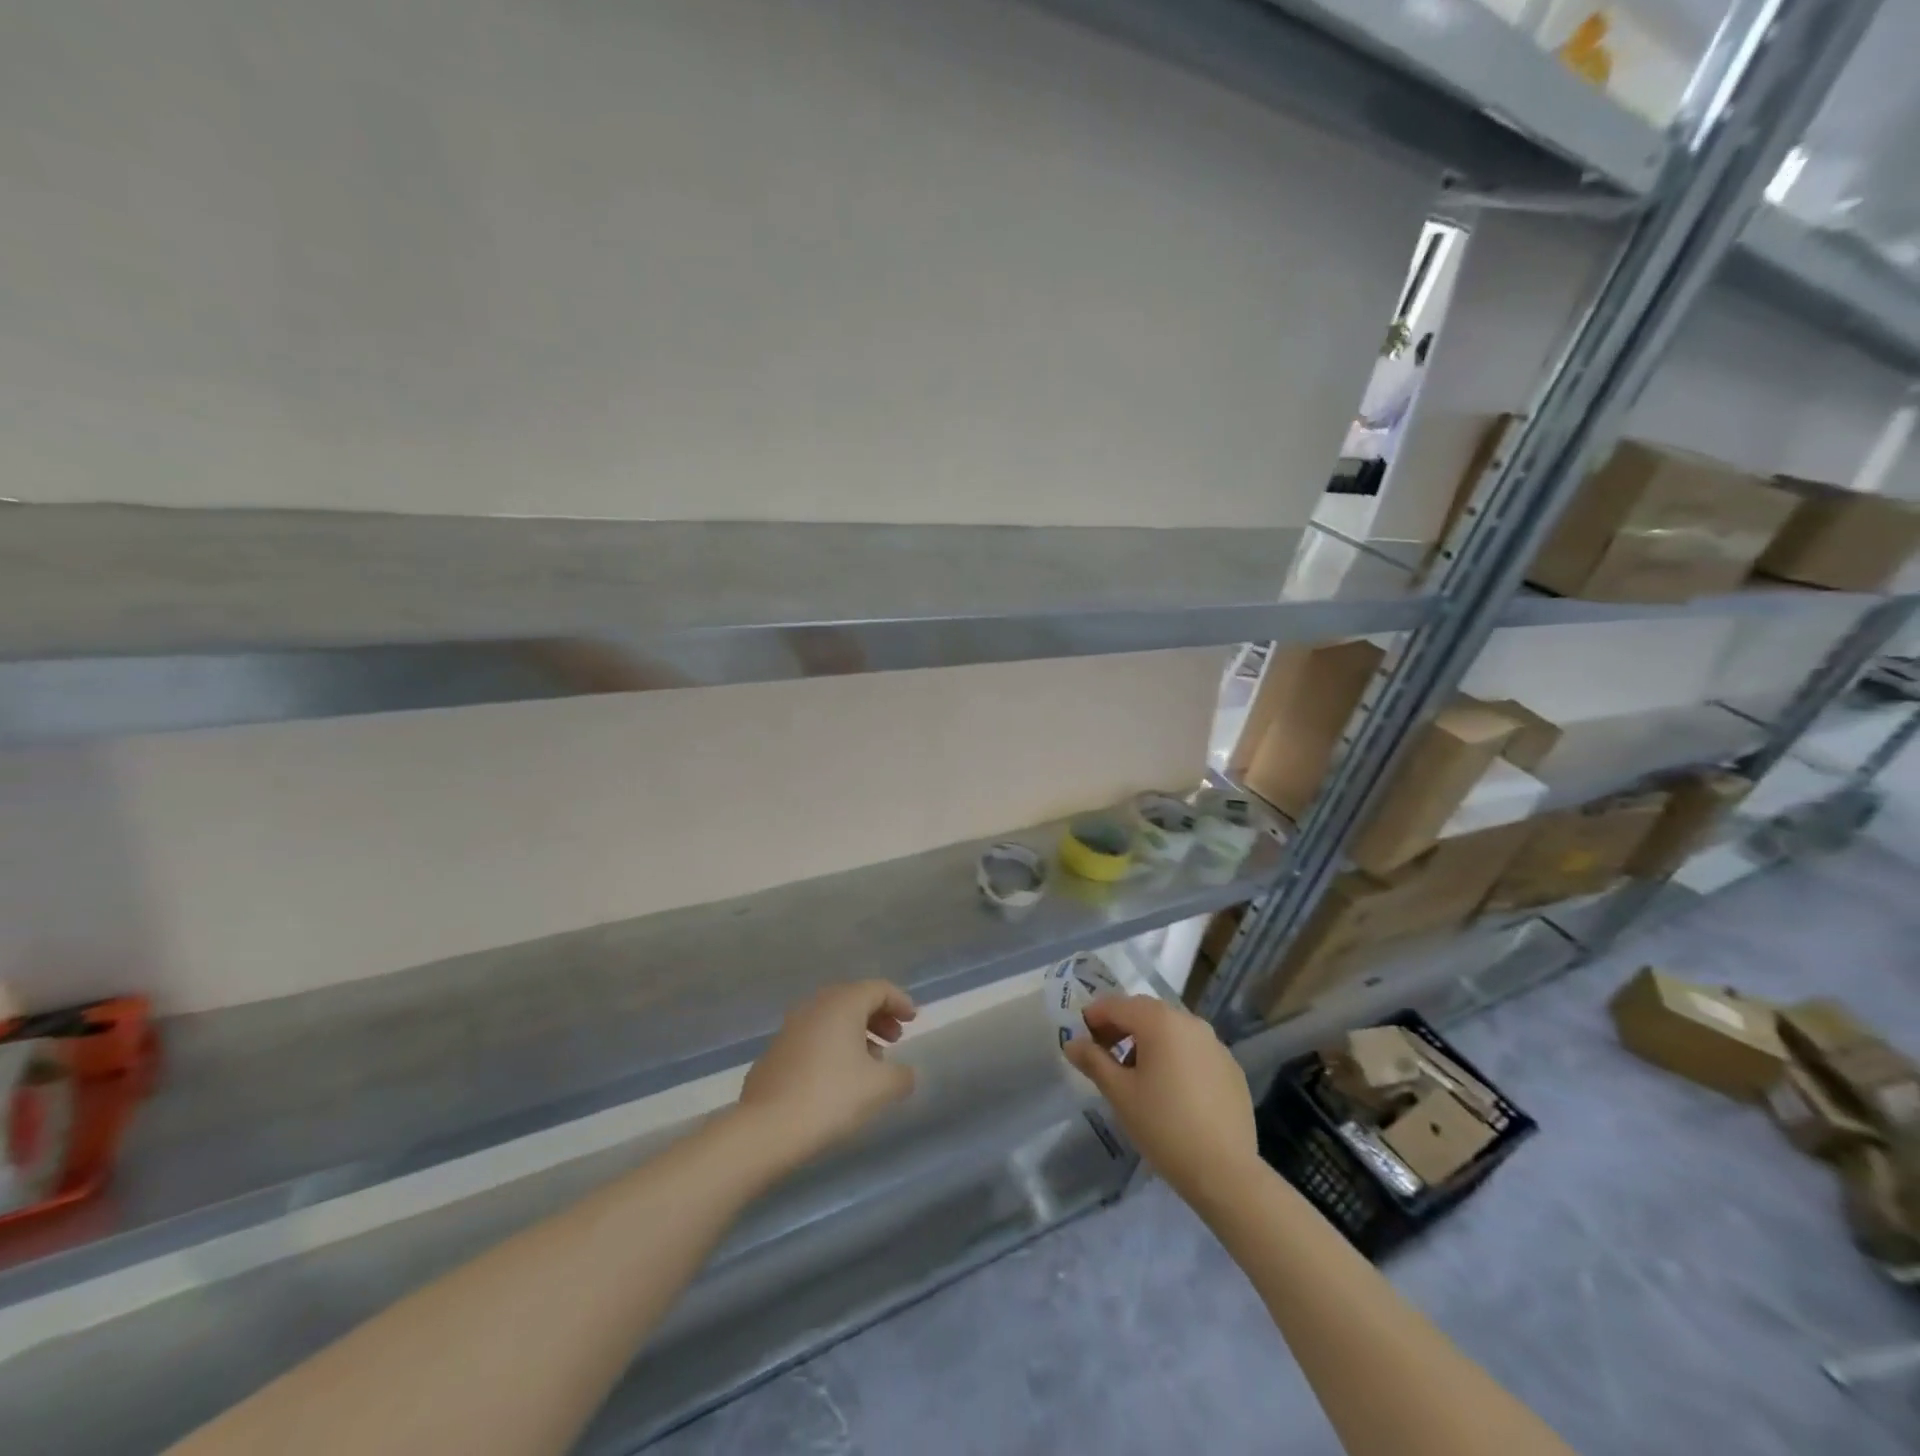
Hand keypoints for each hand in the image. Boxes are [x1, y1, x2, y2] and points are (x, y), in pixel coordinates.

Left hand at [738, 980, 917, 1164]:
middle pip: (853, 999)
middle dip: (877, 1016)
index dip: (900, 1001)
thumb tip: (905, 1073)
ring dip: (855, 1033)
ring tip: (870, 1063)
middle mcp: (815, 1006)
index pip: (878, 989)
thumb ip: (901, 1076)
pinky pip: (812, 1037)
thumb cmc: (832, 1096)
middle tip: (894, 1039)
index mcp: (842, 1003)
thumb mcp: (880, 1088)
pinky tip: (838, 1078)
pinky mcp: (775, 1052)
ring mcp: (790, 1027)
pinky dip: (832, 1046)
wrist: (768, 1128)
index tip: (913, 1020)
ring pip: (831, 1019)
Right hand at [1063, 996, 1258, 1202]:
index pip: (1116, 1005)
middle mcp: (1190, 1021)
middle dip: (1121, 1027)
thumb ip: (1093, 1061)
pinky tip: (1171, 1090)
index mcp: (1160, 1021)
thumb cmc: (1163, 1126)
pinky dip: (1175, 1057)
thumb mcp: (1119, 1093)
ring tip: (1136, 1075)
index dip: (1094, 1017)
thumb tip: (1072, 1043)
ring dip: (1148, 1041)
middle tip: (1104, 1054)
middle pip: (1145, 1012)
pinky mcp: (1230, 1067)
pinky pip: (1193, 1050)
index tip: (1081, 1040)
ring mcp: (1215, 1044)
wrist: (1225, 1172)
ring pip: (1171, 1029)